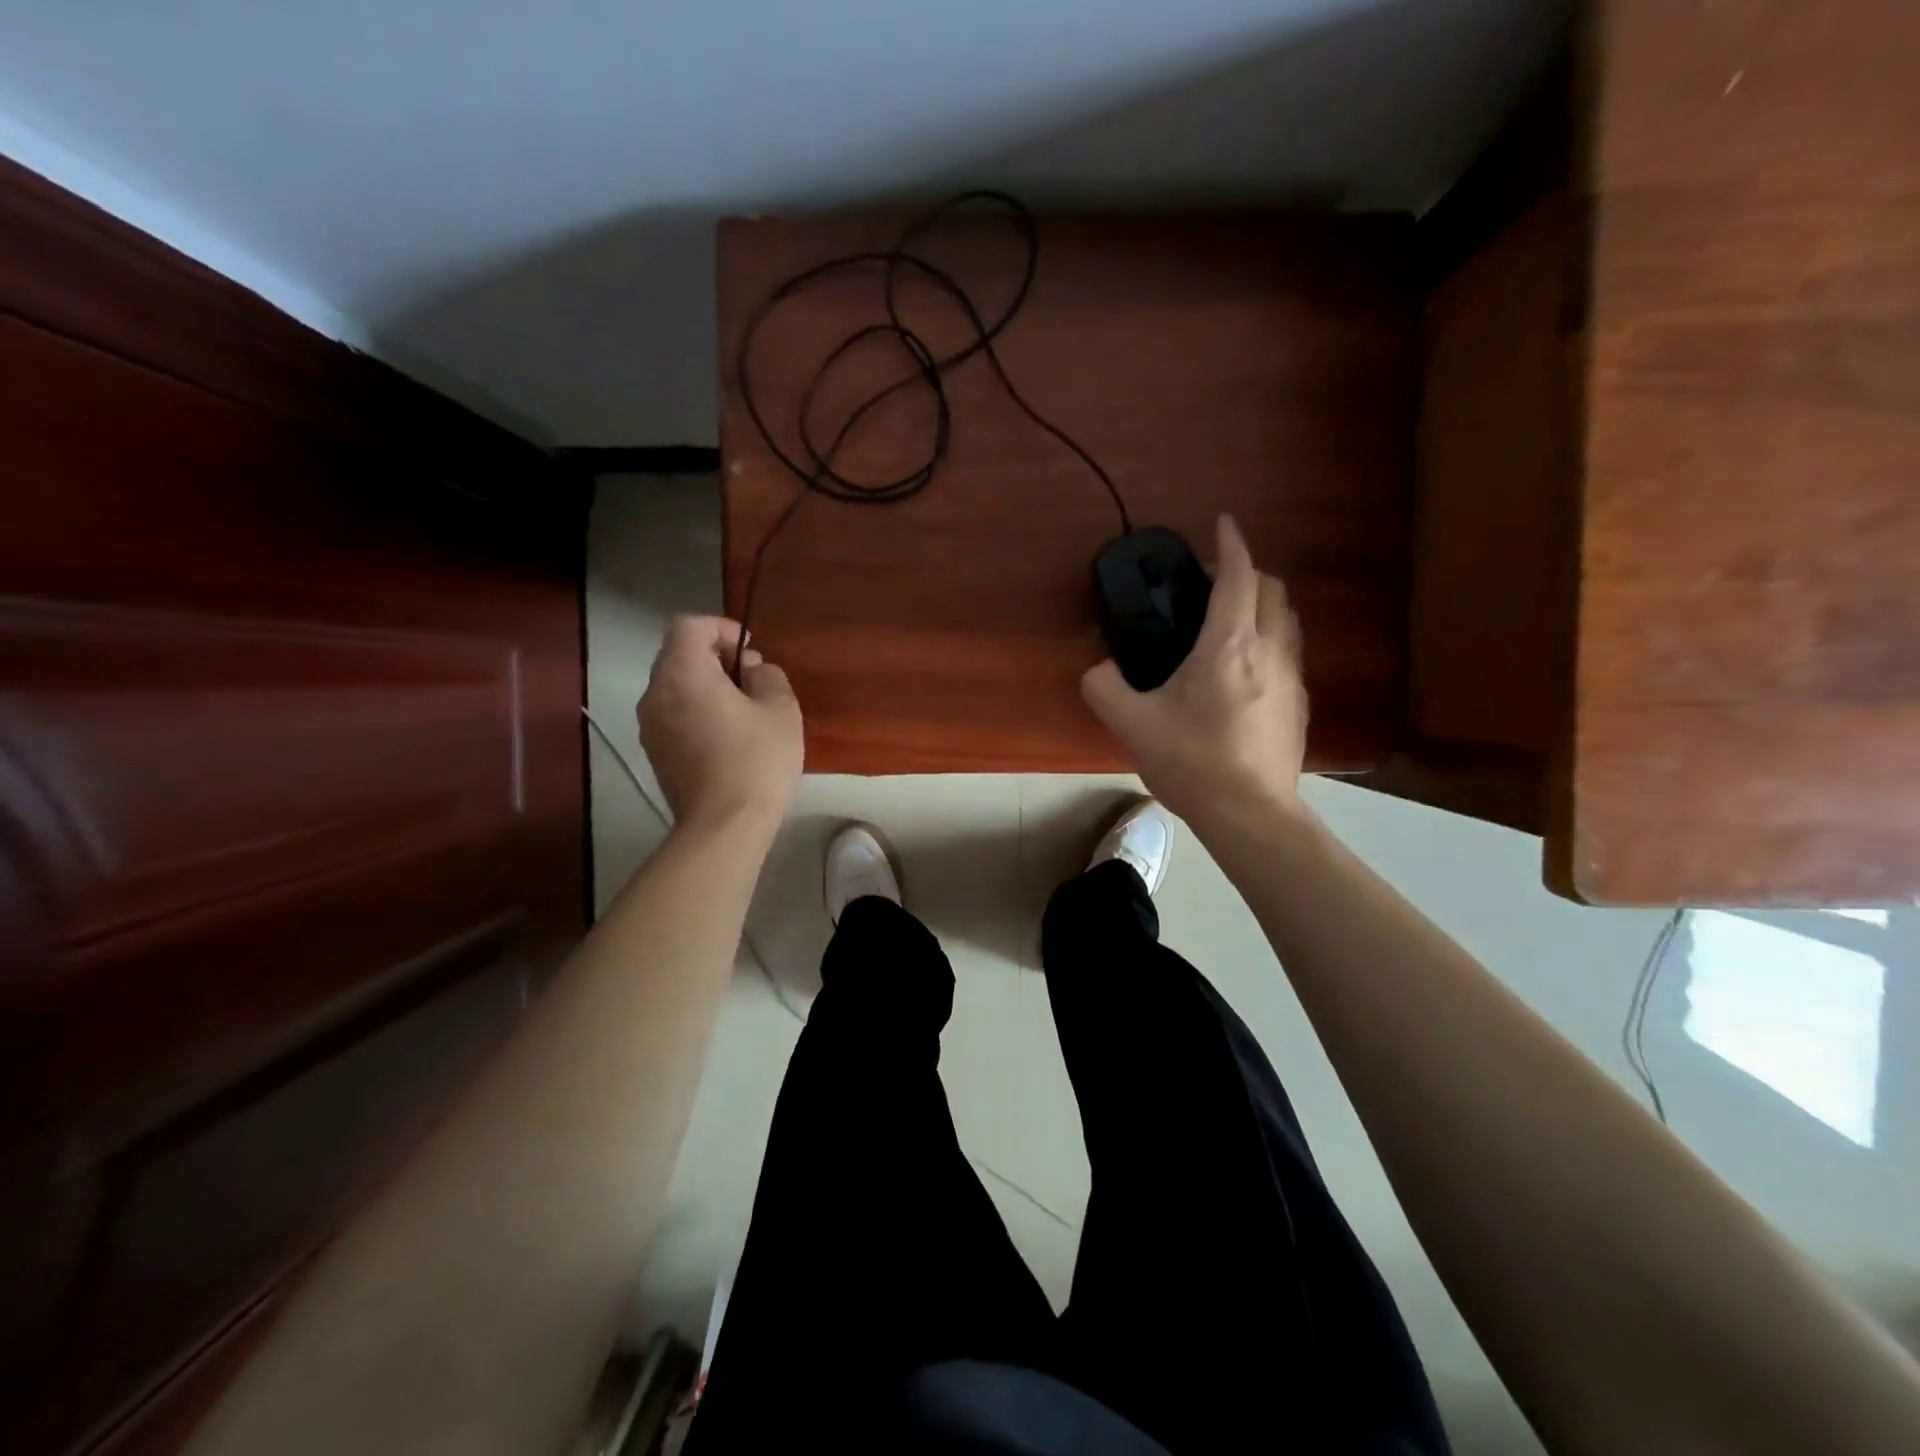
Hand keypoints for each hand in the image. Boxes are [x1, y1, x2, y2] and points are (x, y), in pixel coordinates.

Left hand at [639, 616, 802, 833]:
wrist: (723, 826)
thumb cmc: (756, 761)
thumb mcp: (781, 709)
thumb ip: (768, 675)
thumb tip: (751, 670)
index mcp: (682, 674)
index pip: (689, 626)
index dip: (721, 627)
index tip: (750, 650)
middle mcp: (655, 693)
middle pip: (678, 654)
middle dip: (714, 656)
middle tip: (750, 679)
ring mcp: (649, 726)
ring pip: (674, 686)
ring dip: (705, 685)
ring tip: (741, 709)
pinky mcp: (655, 752)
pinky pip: (673, 714)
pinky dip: (695, 710)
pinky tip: (726, 736)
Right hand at [1081, 515, 1307, 825]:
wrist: (1249, 814)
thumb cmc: (1191, 760)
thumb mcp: (1131, 723)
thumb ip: (1105, 688)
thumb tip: (1097, 671)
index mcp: (1229, 644)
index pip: (1239, 576)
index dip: (1231, 544)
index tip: (1223, 524)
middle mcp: (1269, 650)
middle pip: (1273, 590)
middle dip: (1249, 573)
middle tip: (1216, 583)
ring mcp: (1292, 679)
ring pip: (1287, 621)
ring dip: (1264, 605)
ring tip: (1232, 621)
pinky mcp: (1300, 706)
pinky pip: (1288, 654)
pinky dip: (1270, 641)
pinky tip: (1245, 671)